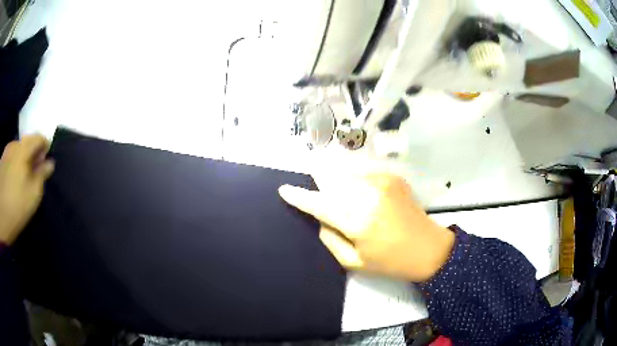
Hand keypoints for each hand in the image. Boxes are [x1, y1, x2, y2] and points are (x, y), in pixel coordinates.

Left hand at [0, 135, 54, 244]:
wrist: (0, 213)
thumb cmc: (15, 206)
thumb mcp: (32, 195)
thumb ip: (42, 176)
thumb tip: (49, 162)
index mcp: (24, 149)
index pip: (39, 138)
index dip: (46, 148)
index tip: (47, 163)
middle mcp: (15, 144)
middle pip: (28, 143)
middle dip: (34, 156)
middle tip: (36, 176)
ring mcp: (7, 152)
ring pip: (19, 151)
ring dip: (24, 161)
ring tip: (24, 181)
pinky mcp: (2, 162)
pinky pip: (12, 158)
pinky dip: (16, 166)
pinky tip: (15, 182)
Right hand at [279, 174, 453, 281]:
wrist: (429, 248)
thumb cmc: (391, 262)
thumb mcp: (354, 262)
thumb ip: (331, 239)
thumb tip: (320, 217)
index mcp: (358, 222)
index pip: (320, 204)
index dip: (300, 196)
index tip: (285, 189)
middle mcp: (368, 195)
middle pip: (331, 182)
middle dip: (321, 185)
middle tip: (320, 193)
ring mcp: (382, 182)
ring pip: (346, 175)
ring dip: (338, 183)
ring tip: (348, 200)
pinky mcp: (392, 177)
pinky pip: (363, 175)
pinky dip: (356, 183)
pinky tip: (366, 197)